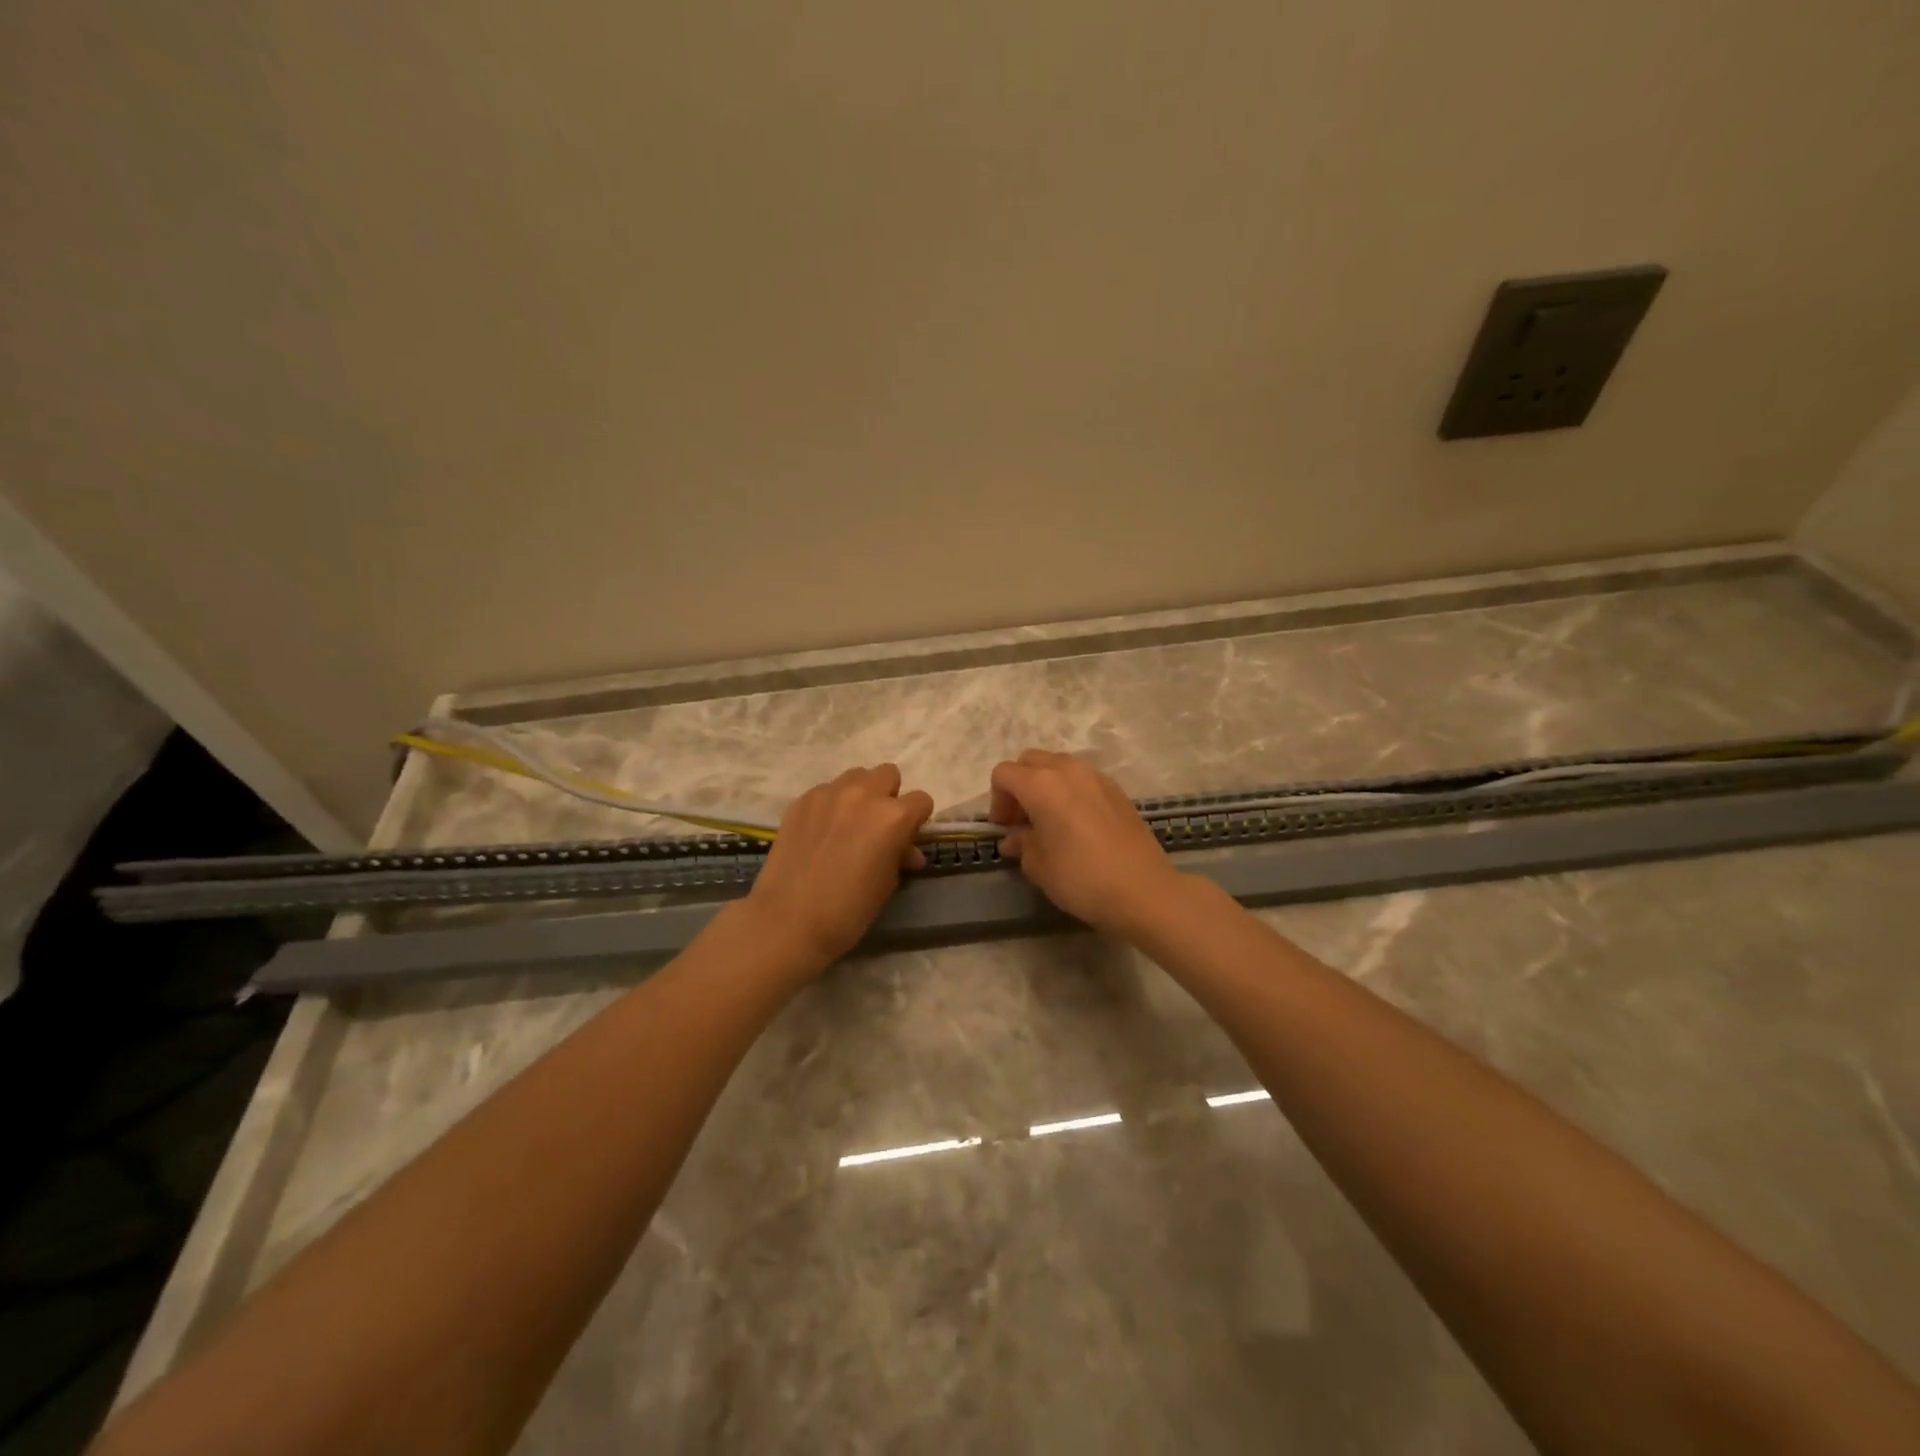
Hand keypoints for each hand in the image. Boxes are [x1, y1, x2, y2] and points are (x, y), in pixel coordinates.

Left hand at [744, 764, 933, 970]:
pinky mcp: (802, 800)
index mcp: (894, 816)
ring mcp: (829, 793)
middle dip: (889, 796)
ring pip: (856, 776)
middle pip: (888, 774)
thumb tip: (907, 851)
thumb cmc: (849, 910)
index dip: (917, 820)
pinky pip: (826, 791)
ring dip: (860, 794)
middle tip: (878, 826)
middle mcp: (864, 794)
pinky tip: (821, 832)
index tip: (906, 838)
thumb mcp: (887, 884)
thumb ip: (900, 856)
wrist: (788, 920)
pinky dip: (831, 805)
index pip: (921, 801)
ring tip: (848, 824)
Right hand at [989, 750, 1183, 936]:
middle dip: (1019, 785)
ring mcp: (1096, 777)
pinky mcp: (1117, 790)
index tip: (1005, 828)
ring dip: (1045, 786)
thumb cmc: (1082, 879)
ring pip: (1058, 766)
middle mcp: (1068, 770)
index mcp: (1041, 785)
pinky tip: (1077, 824)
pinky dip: (1070, 792)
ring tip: (1050, 821)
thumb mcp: (1039, 867)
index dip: (996, 800)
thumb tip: (1015, 838)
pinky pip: (1082, 779)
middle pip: (1030, 761)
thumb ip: (1021, 844)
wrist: (1143, 891)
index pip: (1004, 774)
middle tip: (1022, 821)